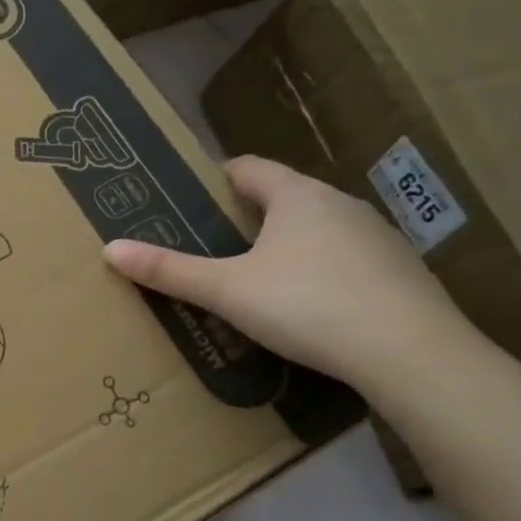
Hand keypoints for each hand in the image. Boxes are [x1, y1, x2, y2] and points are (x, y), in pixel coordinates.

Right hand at [103, 156, 471, 392]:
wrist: (410, 352)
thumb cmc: (306, 305)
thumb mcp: (226, 290)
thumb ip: (169, 270)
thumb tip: (110, 249)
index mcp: (297, 196)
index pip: (249, 168)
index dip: (218, 178)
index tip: (194, 197)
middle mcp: (340, 204)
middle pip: (285, 197)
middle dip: (249, 216)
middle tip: (214, 245)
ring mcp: (378, 236)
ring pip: (319, 228)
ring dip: (288, 244)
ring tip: (258, 279)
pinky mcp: (401, 271)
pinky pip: (348, 259)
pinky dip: (322, 272)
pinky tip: (311, 307)